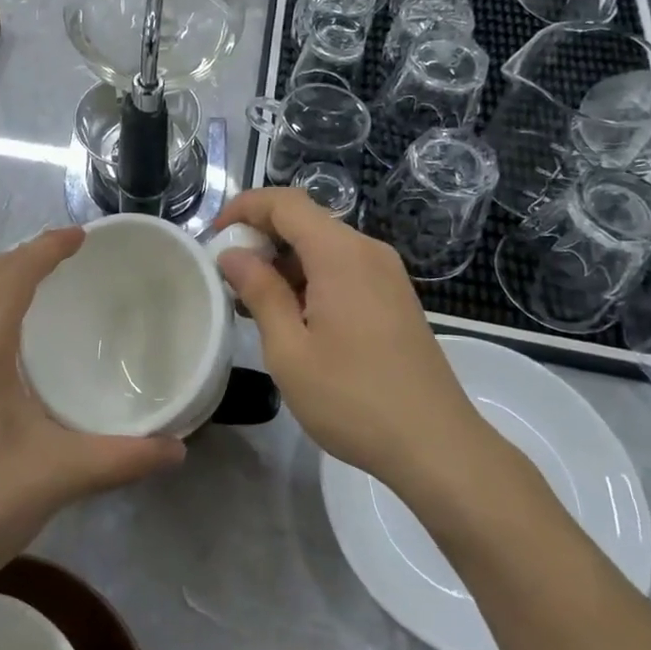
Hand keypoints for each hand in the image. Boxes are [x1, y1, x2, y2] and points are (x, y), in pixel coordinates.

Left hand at [0, 228, 184, 594]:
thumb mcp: (57, 475)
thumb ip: (122, 457)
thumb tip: (177, 448)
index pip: (15, 273)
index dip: (48, 247)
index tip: (81, 235)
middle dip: (26, 256)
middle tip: (68, 257)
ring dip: (0, 277)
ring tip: (38, 284)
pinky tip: (1, 336)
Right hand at [213, 187, 503, 497]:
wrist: (437, 446)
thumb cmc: (353, 398)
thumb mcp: (289, 349)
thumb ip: (259, 292)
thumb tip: (233, 255)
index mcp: (340, 254)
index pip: (285, 203)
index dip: (244, 208)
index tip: (214, 236)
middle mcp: (367, 251)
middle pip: (305, 221)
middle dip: (261, 238)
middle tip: (228, 277)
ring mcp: (386, 274)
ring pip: (323, 246)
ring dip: (284, 262)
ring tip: (253, 304)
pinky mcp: (394, 297)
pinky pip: (343, 268)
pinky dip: (310, 278)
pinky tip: (293, 318)